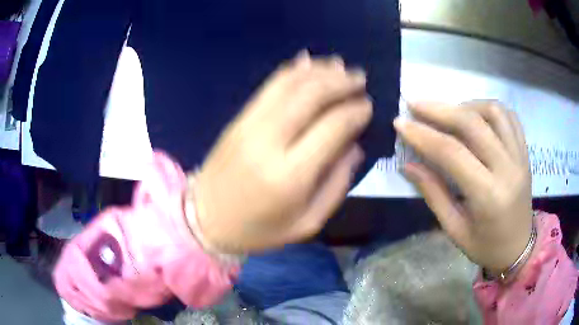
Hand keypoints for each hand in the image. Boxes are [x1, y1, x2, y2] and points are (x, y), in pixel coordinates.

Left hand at [189, 52, 371, 253]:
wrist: (205, 220)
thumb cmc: (258, 230)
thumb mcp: (306, 223)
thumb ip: (336, 185)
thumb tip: (354, 146)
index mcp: (291, 175)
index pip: (332, 127)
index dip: (355, 111)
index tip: (368, 105)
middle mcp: (269, 141)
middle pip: (311, 95)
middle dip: (340, 81)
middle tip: (360, 77)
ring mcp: (249, 125)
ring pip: (289, 83)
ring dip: (319, 70)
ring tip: (340, 66)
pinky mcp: (238, 119)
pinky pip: (268, 86)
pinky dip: (292, 71)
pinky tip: (307, 61)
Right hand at [395, 101, 532, 274]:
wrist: (519, 247)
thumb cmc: (485, 246)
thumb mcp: (455, 230)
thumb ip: (434, 194)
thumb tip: (409, 166)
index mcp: (488, 196)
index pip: (452, 153)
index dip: (423, 135)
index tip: (400, 123)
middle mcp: (508, 169)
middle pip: (473, 124)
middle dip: (440, 110)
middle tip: (416, 104)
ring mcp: (520, 156)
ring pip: (493, 111)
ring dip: (465, 105)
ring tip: (448, 112)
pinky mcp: (525, 151)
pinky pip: (508, 116)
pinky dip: (488, 108)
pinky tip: (475, 115)